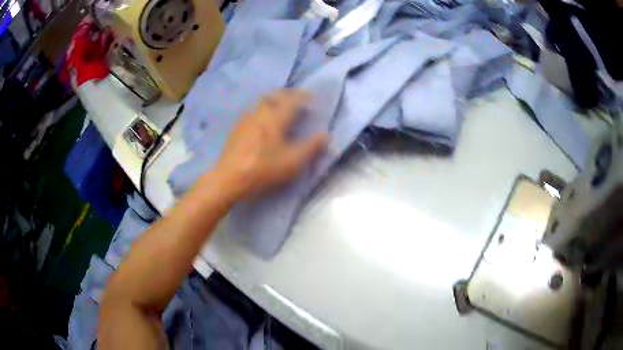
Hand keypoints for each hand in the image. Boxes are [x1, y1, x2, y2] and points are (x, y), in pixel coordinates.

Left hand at [214, 89, 328, 199]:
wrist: (230, 177)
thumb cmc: (264, 168)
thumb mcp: (293, 161)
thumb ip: (311, 146)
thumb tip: (326, 134)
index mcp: (276, 117)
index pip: (293, 99)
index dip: (303, 96)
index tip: (311, 96)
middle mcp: (261, 112)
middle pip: (275, 95)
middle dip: (287, 94)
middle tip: (296, 99)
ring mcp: (246, 119)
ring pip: (261, 101)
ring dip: (273, 100)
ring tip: (280, 107)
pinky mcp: (237, 128)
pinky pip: (252, 110)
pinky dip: (262, 109)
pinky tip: (262, 121)